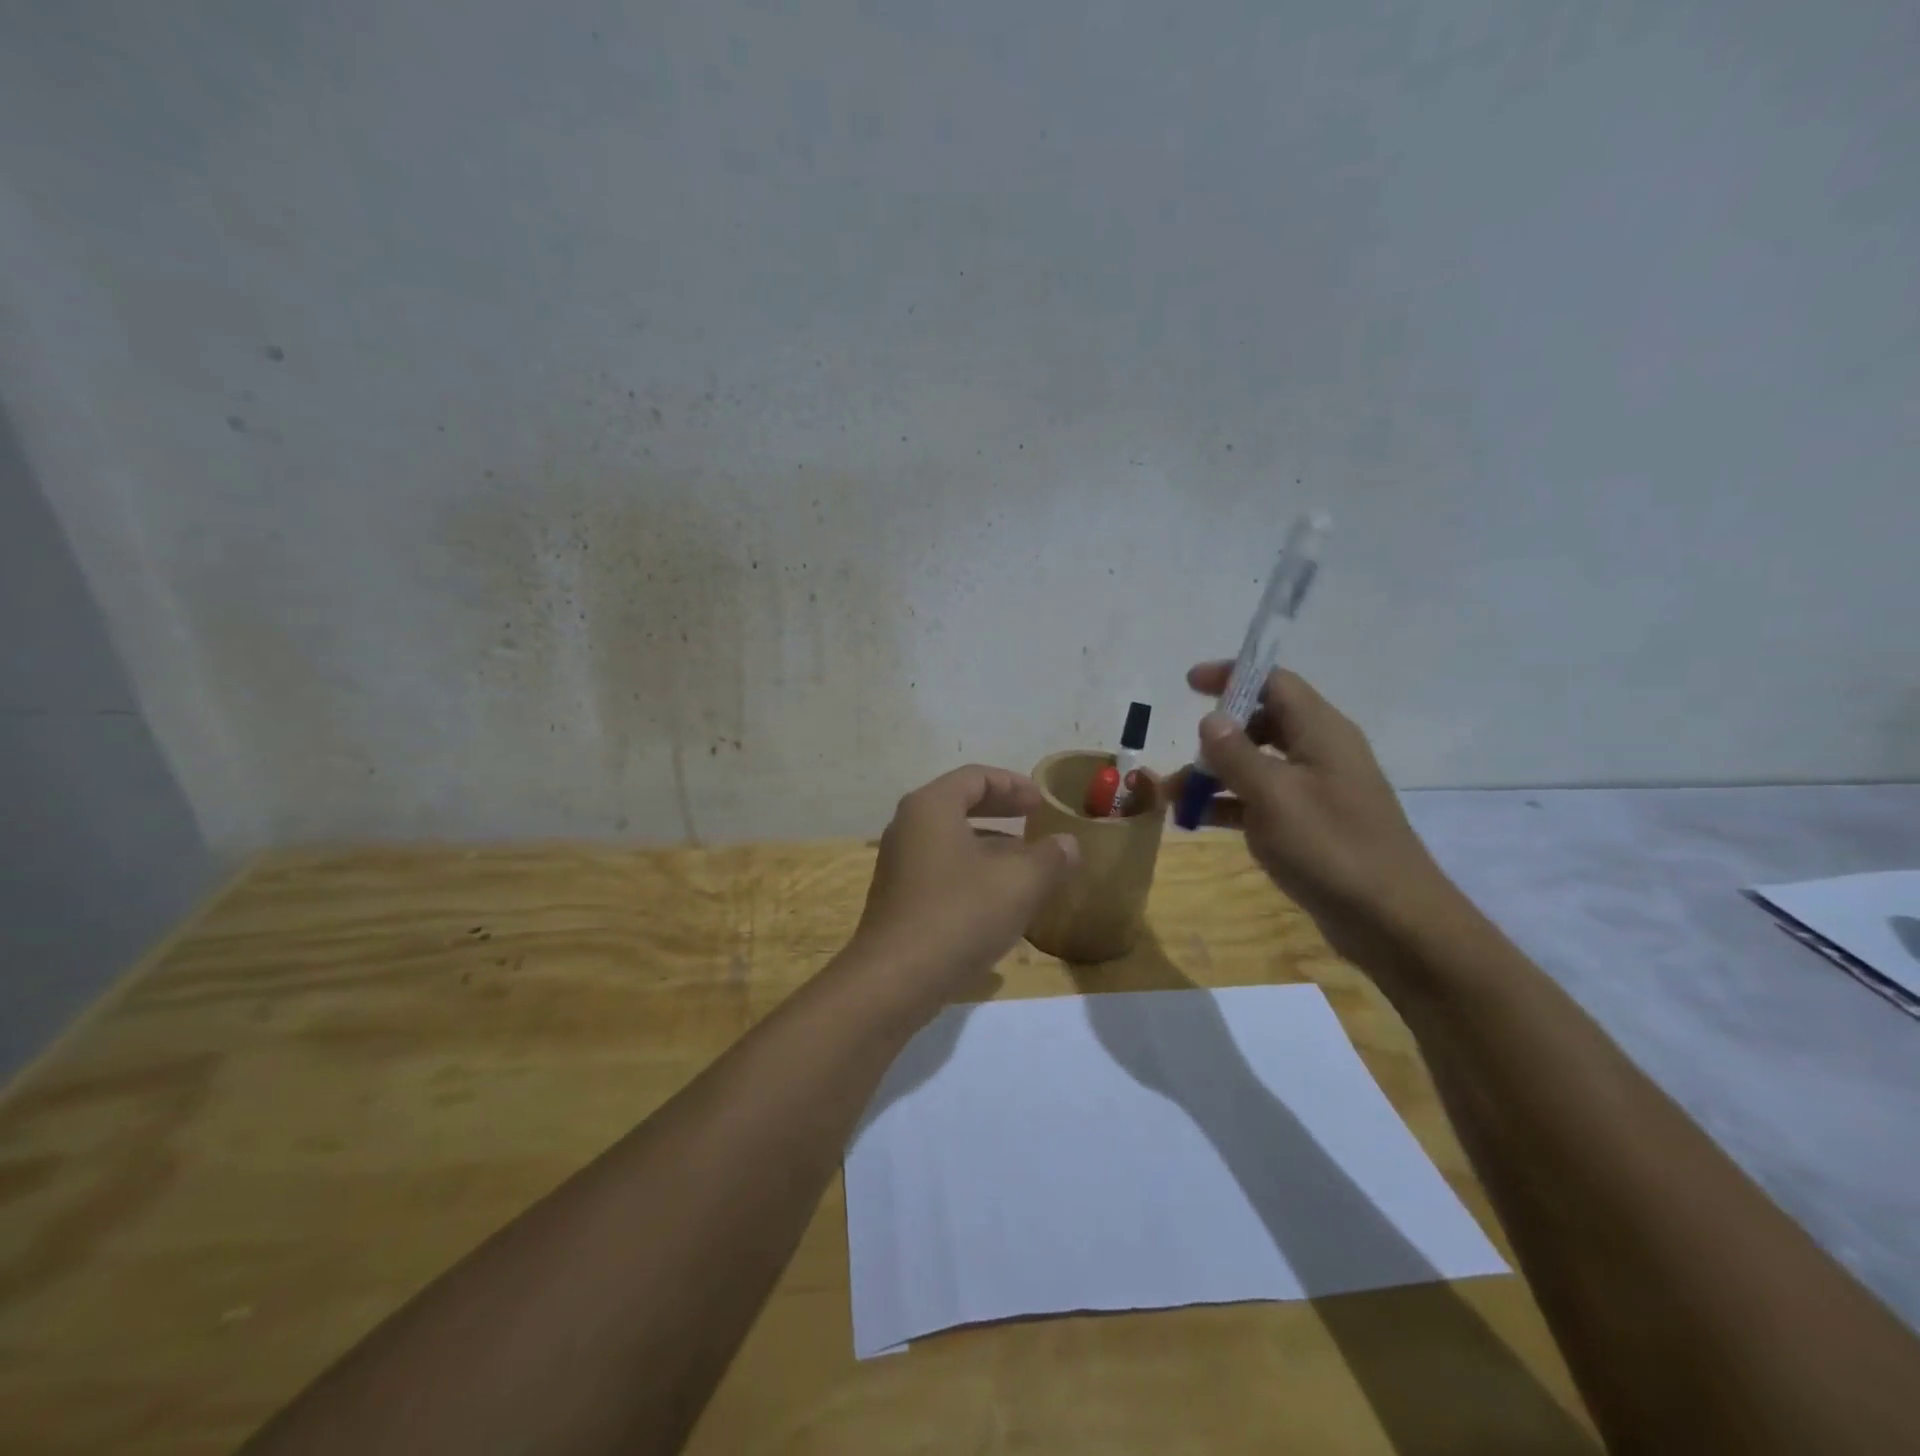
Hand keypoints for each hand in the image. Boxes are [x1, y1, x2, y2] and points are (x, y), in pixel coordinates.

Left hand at [849, 765, 1080, 1004]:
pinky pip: (942, 870)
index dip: (1013, 784)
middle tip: (1035, 820)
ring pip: (952, 840)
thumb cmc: (960, 915)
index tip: (1042, 802)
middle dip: (1001, 811)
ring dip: (990, 846)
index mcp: (931, 807)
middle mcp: (908, 827)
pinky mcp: (899, 899)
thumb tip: (1068, 843)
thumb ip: (1050, 857)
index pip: (975, 777)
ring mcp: (899, 864)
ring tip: (1026, 863)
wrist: (896, 980)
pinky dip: (973, 872)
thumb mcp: (1019, 883)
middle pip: (959, 804)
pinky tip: (1000, 901)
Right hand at [1178, 662, 1456, 959]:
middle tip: (1182, 755)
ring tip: (1172, 795)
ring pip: (1257, 765)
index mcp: (1320, 732)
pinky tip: (1197, 820)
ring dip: (1215, 774)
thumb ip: (1237, 754)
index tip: (1188, 684)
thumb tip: (1210, 719)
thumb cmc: (1332, 847)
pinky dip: (1229, 804)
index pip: (1274, 682)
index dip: (1231, 676)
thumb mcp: (1274, 796)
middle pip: (1261, 722)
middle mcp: (1320, 752)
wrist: (1392, 921)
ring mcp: (1316, 791)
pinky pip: (1261, 801)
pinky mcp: (1310, 825)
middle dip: (1216, 735)